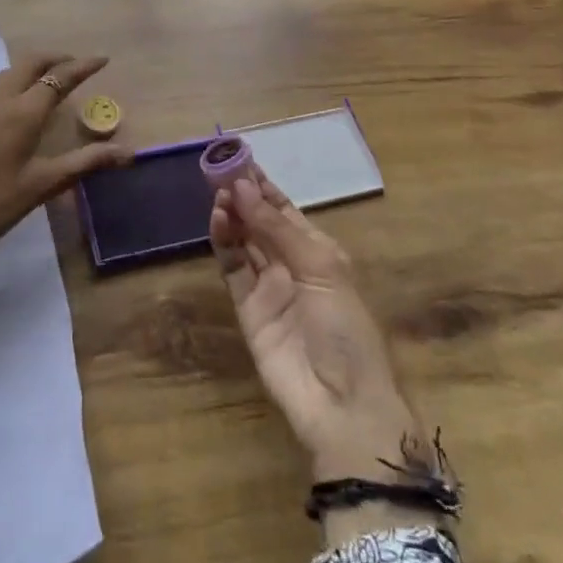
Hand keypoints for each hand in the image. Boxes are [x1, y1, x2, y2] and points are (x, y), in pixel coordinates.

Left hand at [0, 51, 132, 286]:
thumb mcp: (41, 186)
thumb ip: (85, 163)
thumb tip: (128, 152)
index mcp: (22, 113)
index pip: (59, 77)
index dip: (83, 66)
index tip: (103, 58)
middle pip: (29, 63)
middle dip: (55, 57)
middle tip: (76, 65)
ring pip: (8, 73)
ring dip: (32, 68)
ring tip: (50, 81)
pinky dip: (14, 83)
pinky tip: (17, 106)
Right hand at [210, 174, 423, 483]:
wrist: (341, 403)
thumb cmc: (345, 327)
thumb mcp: (320, 268)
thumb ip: (277, 228)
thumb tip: (243, 187)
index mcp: (318, 252)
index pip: (285, 211)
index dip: (264, 187)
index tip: (240, 160)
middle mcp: (291, 264)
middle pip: (261, 223)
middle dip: (244, 196)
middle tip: (219, 170)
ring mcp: (268, 287)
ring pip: (244, 242)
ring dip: (232, 216)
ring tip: (218, 193)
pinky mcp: (247, 309)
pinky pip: (232, 269)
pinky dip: (223, 244)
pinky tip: (217, 221)